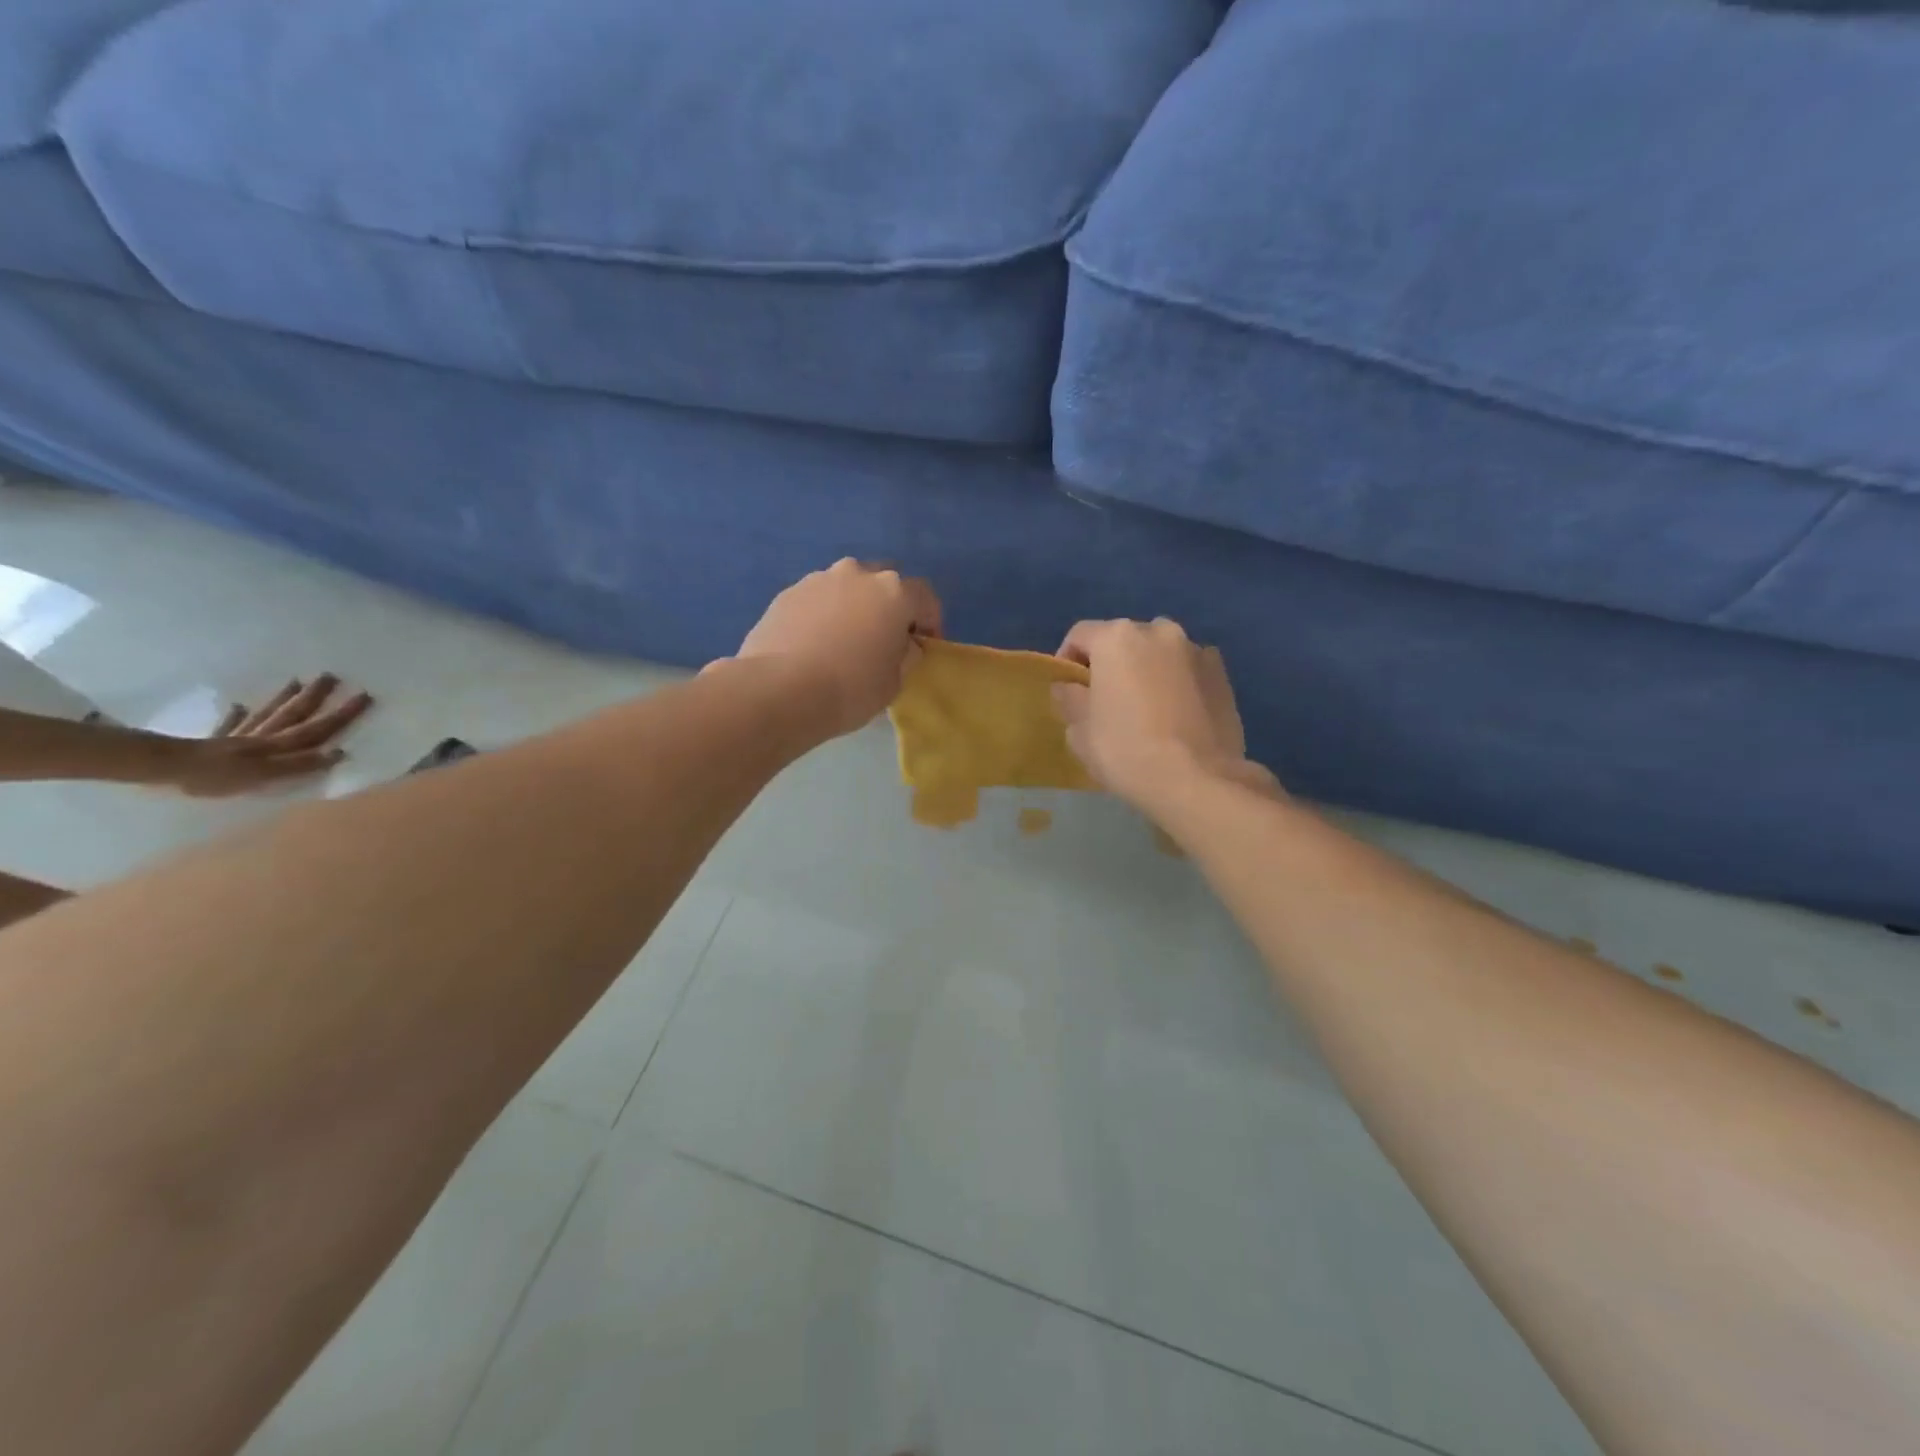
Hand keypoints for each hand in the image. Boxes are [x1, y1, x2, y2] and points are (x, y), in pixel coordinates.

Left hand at [166, 676, 374, 797]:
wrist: (161, 769)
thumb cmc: (214, 777)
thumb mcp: (262, 776)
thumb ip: (298, 765)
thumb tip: (338, 752)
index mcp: (275, 746)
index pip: (316, 729)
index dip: (341, 715)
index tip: (364, 695)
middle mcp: (261, 737)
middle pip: (293, 715)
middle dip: (315, 697)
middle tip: (331, 676)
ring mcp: (237, 738)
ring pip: (267, 715)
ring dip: (283, 699)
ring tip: (297, 681)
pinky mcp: (214, 744)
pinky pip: (230, 725)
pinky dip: (236, 715)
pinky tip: (239, 706)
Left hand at [732, 560, 941, 739]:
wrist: (780, 690)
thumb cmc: (851, 688)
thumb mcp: (895, 681)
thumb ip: (906, 655)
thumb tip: (904, 644)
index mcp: (893, 591)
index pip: (924, 597)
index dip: (930, 621)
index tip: (924, 646)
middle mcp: (857, 574)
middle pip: (883, 583)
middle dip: (888, 606)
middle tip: (884, 638)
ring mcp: (817, 580)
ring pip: (846, 588)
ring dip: (852, 607)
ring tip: (844, 641)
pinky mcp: (786, 594)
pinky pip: (816, 601)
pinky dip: (822, 615)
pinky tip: (814, 645)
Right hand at [1051, 619, 1278, 816]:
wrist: (1196, 780)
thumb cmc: (1125, 751)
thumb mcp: (1080, 732)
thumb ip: (1069, 700)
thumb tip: (1067, 687)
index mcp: (1116, 638)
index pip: (1080, 635)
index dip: (1068, 660)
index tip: (1069, 690)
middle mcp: (1157, 631)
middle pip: (1123, 640)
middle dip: (1112, 663)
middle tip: (1107, 699)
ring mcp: (1195, 650)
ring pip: (1159, 652)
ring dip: (1148, 669)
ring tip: (1146, 706)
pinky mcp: (1222, 674)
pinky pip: (1188, 669)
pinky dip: (1178, 681)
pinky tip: (1177, 712)